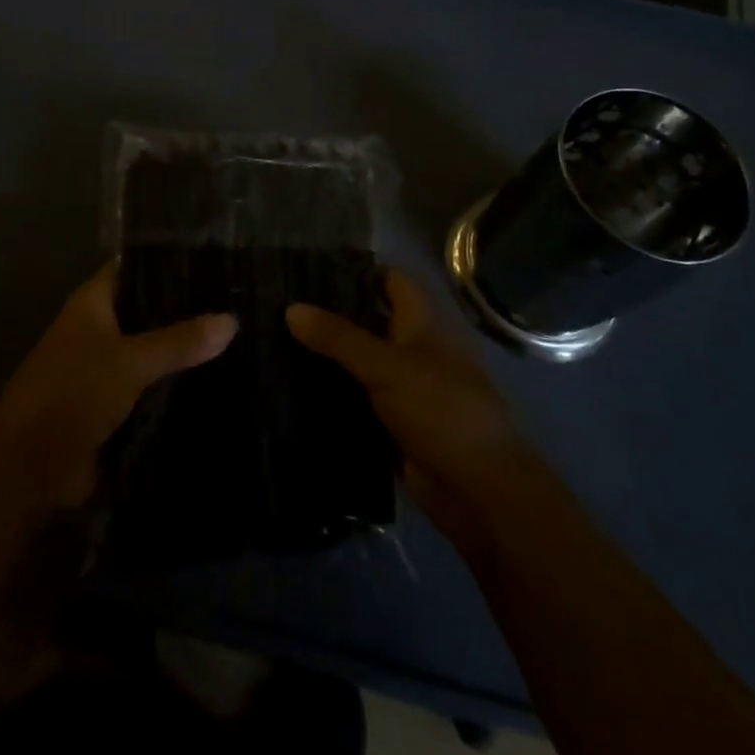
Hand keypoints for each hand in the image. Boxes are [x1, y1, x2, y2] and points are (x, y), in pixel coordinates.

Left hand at [0, 262, 236, 506]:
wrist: (30, 468)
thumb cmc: (72, 394)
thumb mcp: (129, 361)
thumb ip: (179, 341)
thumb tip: (232, 319)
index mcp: (94, 303)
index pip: (136, 267)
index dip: (170, 261)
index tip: (216, 260)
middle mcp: (100, 328)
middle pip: (150, 310)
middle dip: (188, 310)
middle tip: (240, 301)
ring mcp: (108, 367)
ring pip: (155, 350)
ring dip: (186, 350)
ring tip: (242, 337)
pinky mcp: (116, 404)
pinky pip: (154, 385)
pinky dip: (178, 384)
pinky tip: (221, 380)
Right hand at [288, 270, 531, 550]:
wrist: (477, 488)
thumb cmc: (440, 409)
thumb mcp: (386, 366)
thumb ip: (338, 337)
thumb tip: (291, 308)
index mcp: (423, 324)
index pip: (391, 281)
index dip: (357, 270)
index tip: (311, 267)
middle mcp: (415, 349)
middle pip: (371, 320)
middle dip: (333, 314)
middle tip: (282, 304)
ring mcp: (405, 388)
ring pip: (361, 361)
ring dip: (329, 356)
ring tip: (277, 340)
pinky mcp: (395, 424)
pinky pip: (359, 399)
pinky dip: (334, 393)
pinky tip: (295, 387)